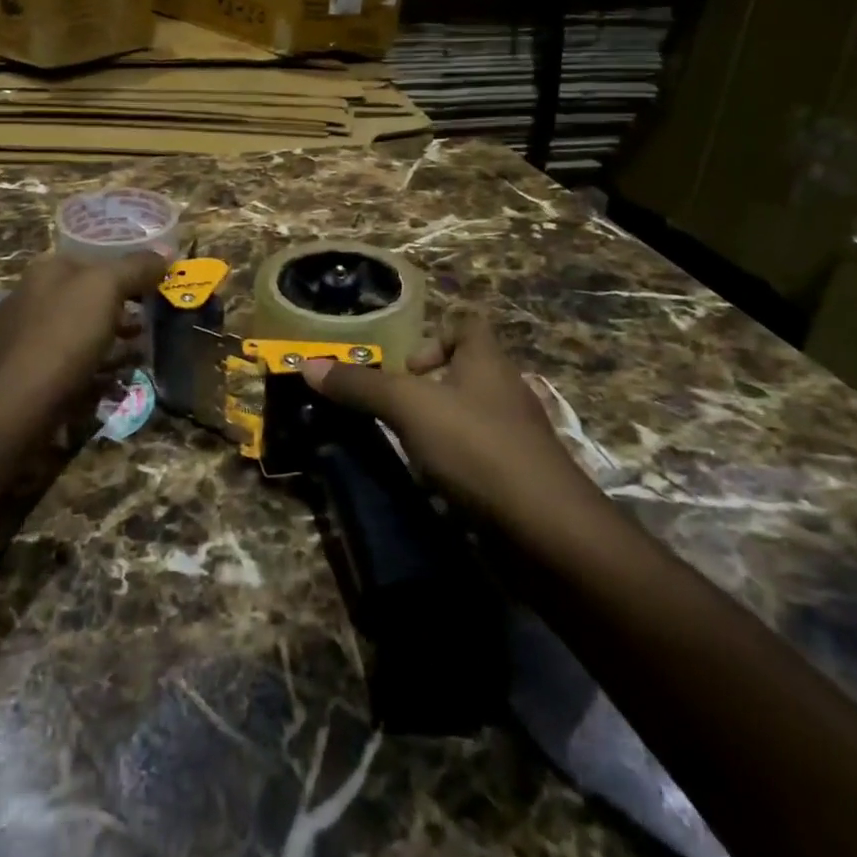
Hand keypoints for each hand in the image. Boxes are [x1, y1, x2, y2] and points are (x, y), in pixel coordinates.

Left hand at [0, 250, 170, 404]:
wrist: (21, 403)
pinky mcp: (30, 372)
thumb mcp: (107, 287)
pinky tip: (116, 378)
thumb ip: (137, 266)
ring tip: (141, 351)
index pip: (94, 259)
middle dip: (123, 307)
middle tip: (152, 320)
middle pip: (90, 296)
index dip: (128, 268)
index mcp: (46, 270)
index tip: (156, 285)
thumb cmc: (65, 334)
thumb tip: (166, 252)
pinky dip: (97, 365)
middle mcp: (32, 297)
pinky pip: (73, 361)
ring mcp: (27, 337)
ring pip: (83, 330)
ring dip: (114, 338)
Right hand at [302, 310, 594, 525]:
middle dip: (425, 387)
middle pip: (464, 370)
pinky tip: (433, 484)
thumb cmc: (477, 448)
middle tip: (393, 411)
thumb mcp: (410, 408)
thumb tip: (308, 365)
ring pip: (469, 416)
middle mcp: (506, 390)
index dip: (432, 337)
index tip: (403, 370)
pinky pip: (478, 455)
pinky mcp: (518, 477)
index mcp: (488, 361)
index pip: (466, 325)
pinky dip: (454, 463)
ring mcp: (516, 436)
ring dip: (437, 427)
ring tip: (405, 447)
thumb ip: (361, 386)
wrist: (548, 532)